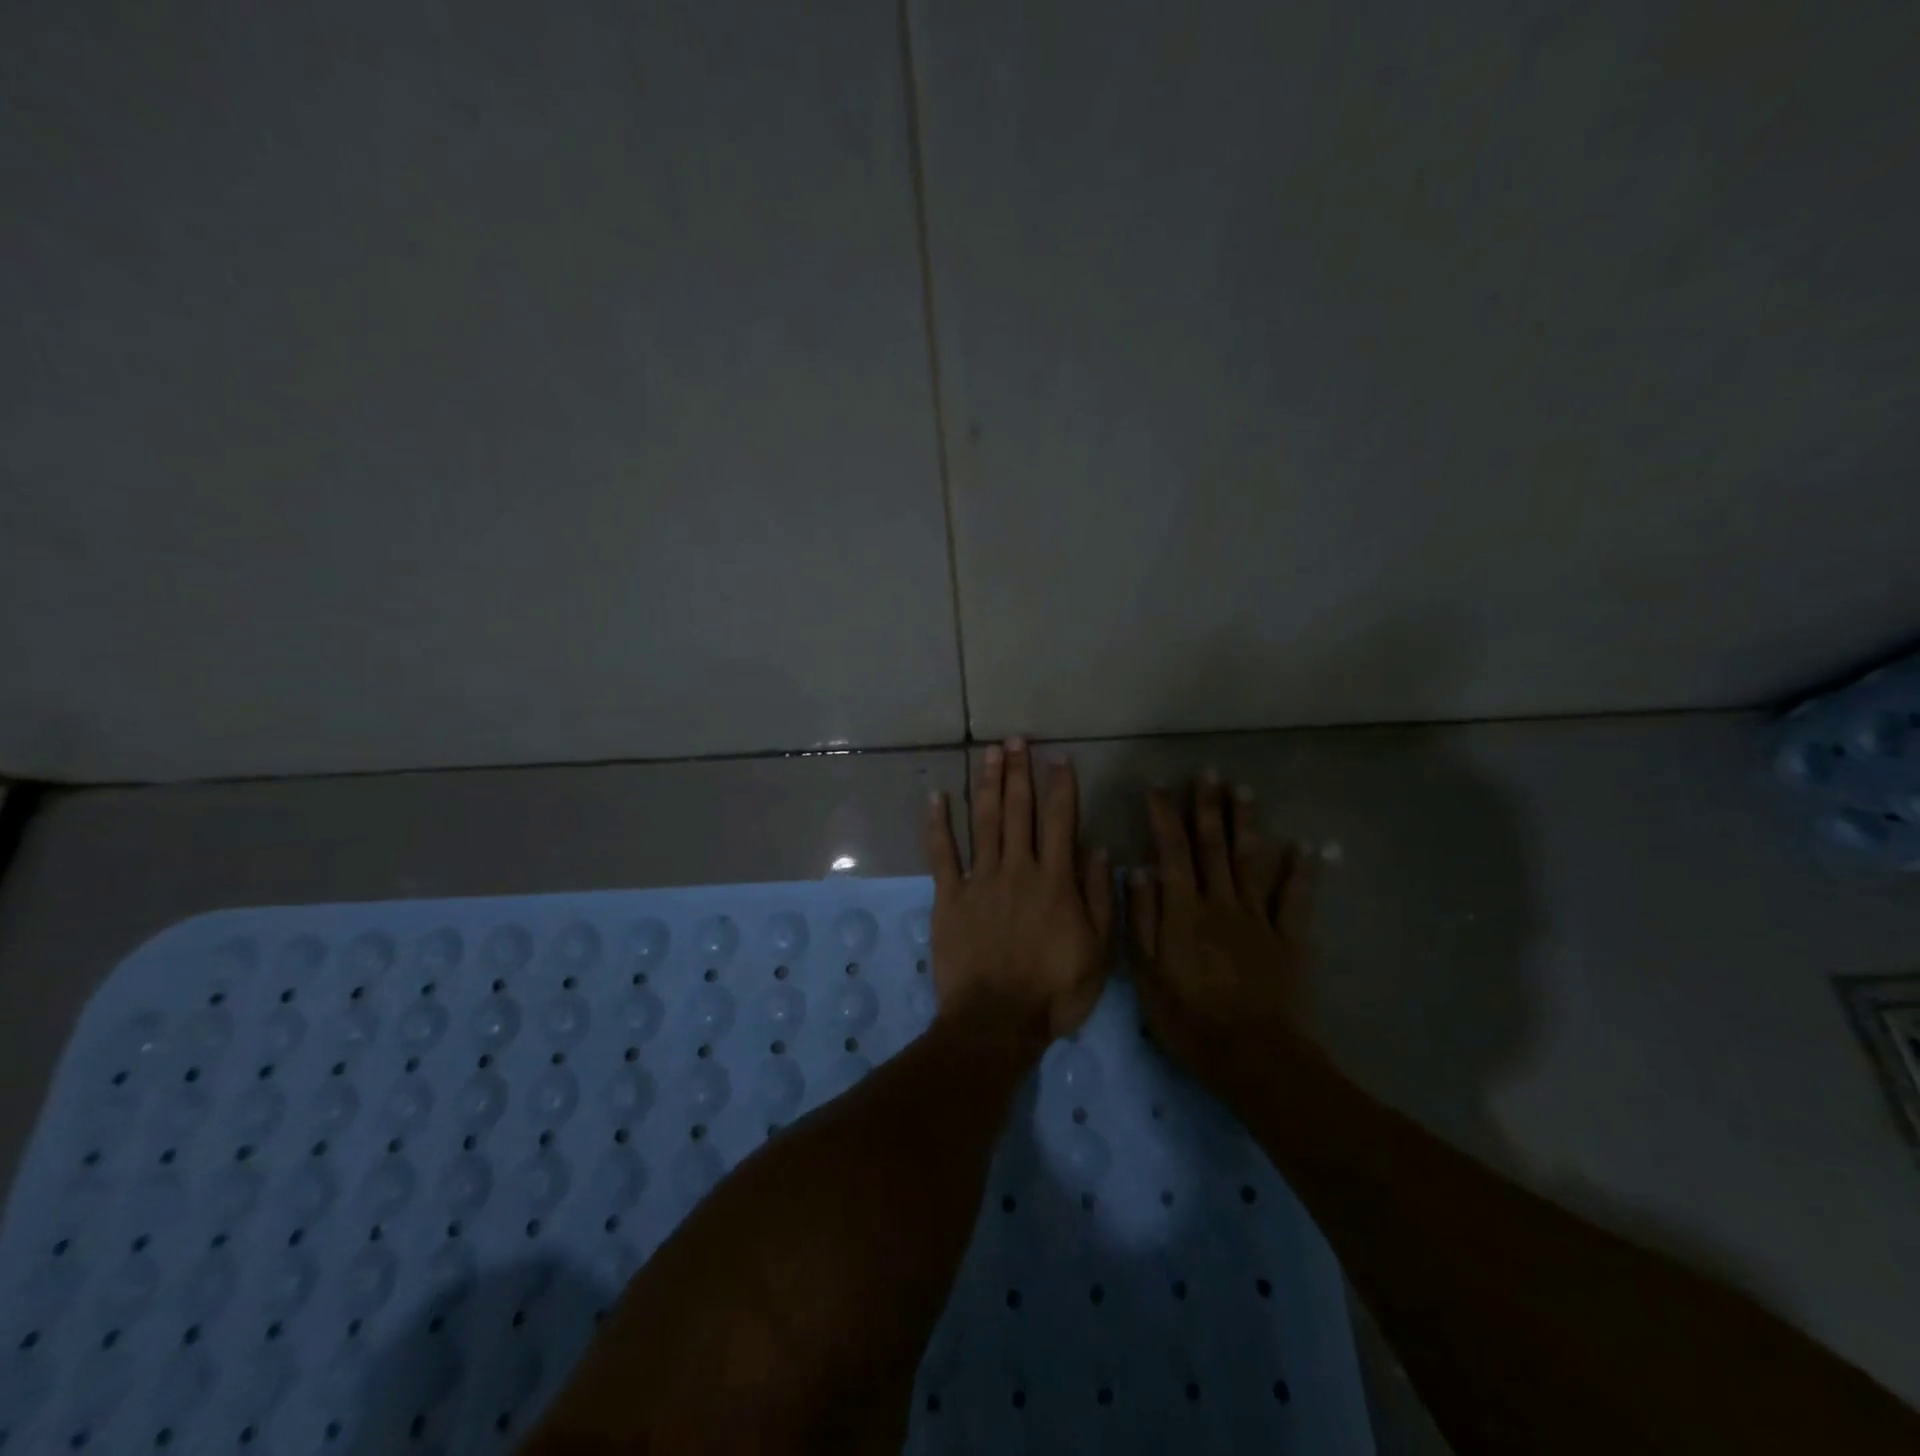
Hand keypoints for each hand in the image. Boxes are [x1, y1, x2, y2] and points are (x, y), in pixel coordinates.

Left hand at [923, 738, 1114, 1044]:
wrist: (996, 1022)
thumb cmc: (1054, 991)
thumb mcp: (1098, 951)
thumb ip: (1099, 897)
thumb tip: (1099, 848)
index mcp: (1055, 880)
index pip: (1060, 820)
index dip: (1060, 786)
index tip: (1058, 757)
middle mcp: (1017, 868)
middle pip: (1017, 810)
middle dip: (1018, 771)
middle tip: (1015, 740)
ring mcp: (980, 880)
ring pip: (983, 821)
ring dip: (986, 783)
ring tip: (988, 752)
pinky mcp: (949, 896)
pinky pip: (941, 854)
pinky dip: (937, 824)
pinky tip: (936, 796)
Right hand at [1129, 775, 1314, 1088]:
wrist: (1249, 1053)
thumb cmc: (1187, 1016)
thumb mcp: (1146, 972)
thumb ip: (1142, 918)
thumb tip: (1137, 870)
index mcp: (1183, 910)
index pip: (1172, 851)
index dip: (1164, 816)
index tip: (1158, 786)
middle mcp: (1220, 902)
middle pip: (1213, 846)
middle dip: (1209, 807)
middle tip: (1210, 772)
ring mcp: (1257, 918)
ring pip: (1251, 861)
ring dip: (1248, 824)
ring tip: (1246, 791)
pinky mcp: (1287, 938)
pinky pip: (1296, 899)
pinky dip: (1303, 870)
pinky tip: (1309, 845)